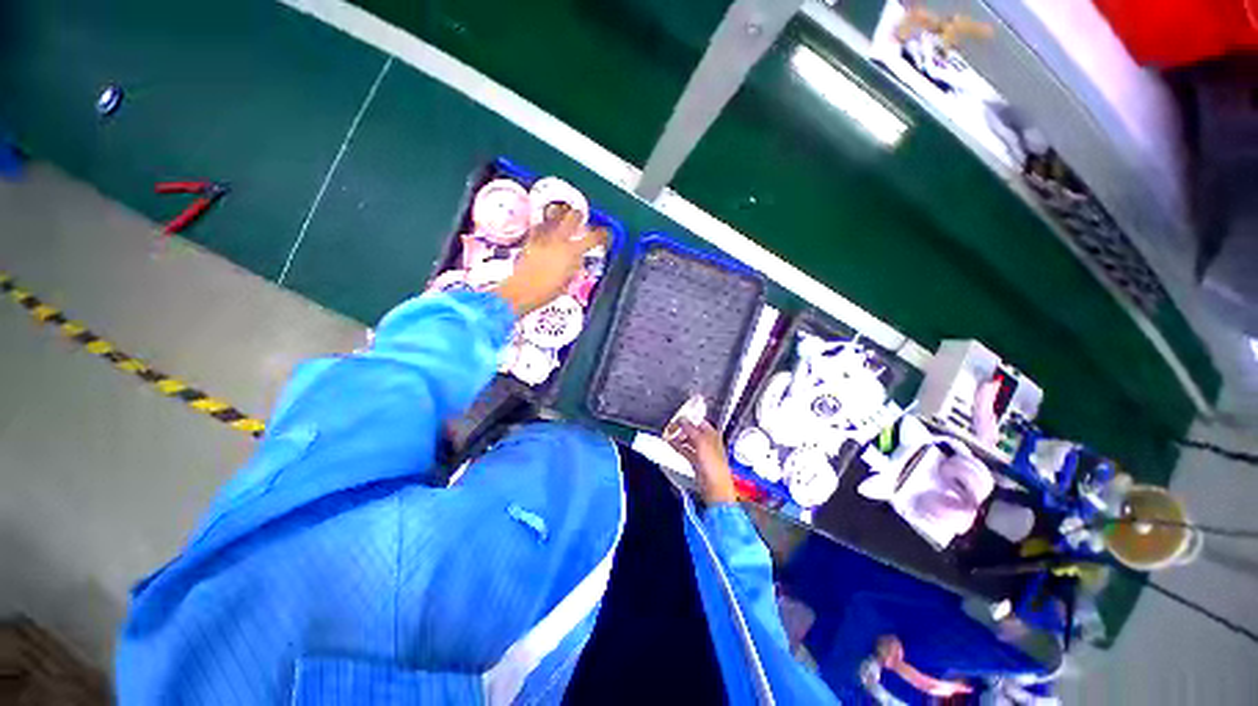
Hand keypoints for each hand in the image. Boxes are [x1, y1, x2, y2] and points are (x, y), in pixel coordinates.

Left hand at [493, 205, 604, 315]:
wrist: (523, 290)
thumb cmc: (547, 291)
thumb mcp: (568, 281)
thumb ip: (574, 266)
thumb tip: (577, 259)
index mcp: (572, 252)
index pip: (593, 238)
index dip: (602, 234)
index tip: (606, 234)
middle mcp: (559, 239)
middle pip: (572, 216)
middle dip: (579, 216)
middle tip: (581, 218)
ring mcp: (543, 237)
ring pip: (554, 215)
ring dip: (560, 214)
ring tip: (563, 215)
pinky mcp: (530, 238)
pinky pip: (540, 225)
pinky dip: (545, 224)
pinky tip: (546, 227)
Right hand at [667, 420, 738, 504]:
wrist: (714, 487)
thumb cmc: (714, 465)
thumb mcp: (701, 442)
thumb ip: (691, 429)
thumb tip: (682, 420)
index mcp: (713, 435)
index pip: (699, 422)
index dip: (689, 419)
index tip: (678, 417)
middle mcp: (708, 442)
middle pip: (693, 431)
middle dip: (682, 428)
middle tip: (671, 427)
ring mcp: (702, 452)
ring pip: (688, 440)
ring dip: (678, 437)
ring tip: (669, 434)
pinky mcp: (696, 461)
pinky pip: (685, 450)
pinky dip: (678, 446)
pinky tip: (670, 444)